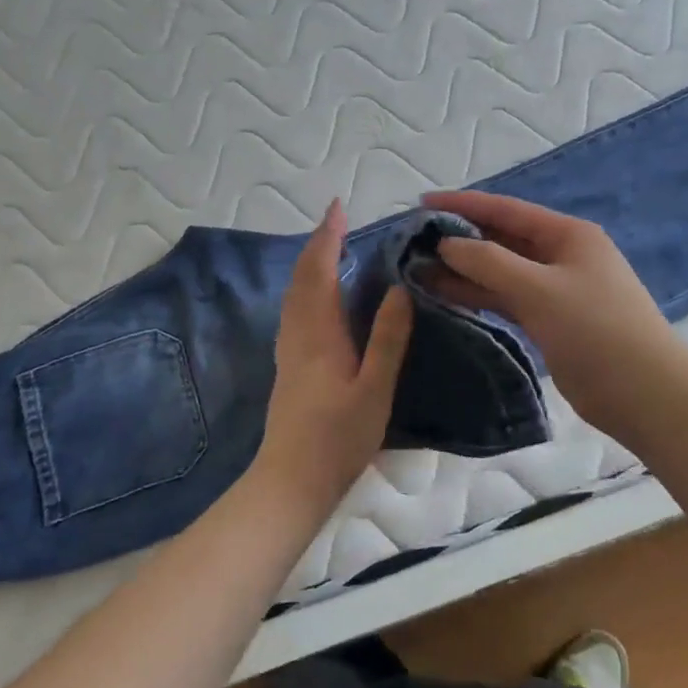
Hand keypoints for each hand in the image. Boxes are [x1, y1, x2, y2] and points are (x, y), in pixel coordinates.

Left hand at [250, 200, 413, 516]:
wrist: (291, 480)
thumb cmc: (339, 437)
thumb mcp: (374, 389)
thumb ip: (387, 339)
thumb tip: (398, 290)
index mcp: (320, 333)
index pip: (321, 271)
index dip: (329, 237)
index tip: (339, 208)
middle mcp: (298, 332)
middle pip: (303, 277)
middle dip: (318, 244)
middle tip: (337, 220)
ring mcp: (289, 349)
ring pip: (294, 293)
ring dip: (310, 264)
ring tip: (331, 249)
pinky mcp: (288, 365)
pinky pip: (294, 309)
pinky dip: (306, 287)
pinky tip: (319, 298)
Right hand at [421, 189, 687, 438]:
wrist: (645, 395)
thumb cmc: (597, 331)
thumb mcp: (539, 289)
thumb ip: (489, 263)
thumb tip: (446, 243)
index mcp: (567, 235)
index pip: (505, 210)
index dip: (462, 204)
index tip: (421, 204)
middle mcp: (560, 255)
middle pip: (501, 239)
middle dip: (459, 239)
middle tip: (413, 242)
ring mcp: (555, 289)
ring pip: (500, 271)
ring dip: (463, 270)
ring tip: (418, 269)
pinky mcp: (550, 320)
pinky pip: (505, 298)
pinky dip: (478, 295)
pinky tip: (445, 296)